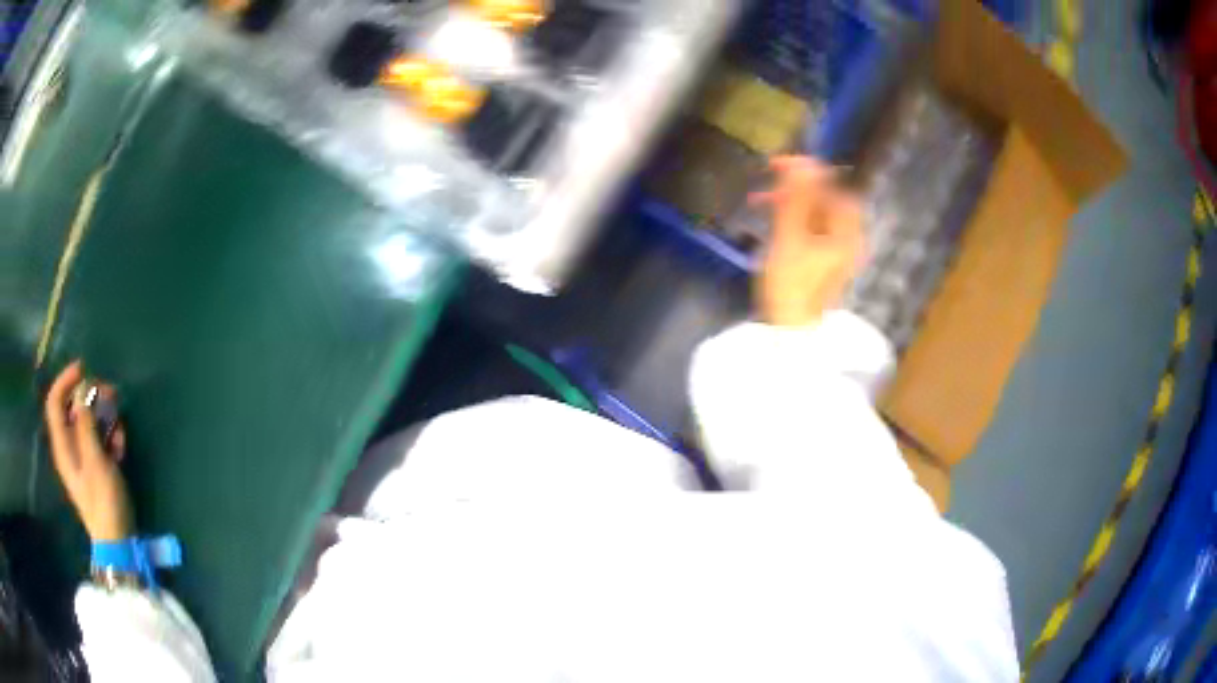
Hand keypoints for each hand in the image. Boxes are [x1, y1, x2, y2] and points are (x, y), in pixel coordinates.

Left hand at [44, 361, 132, 541]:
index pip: (55, 402)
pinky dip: (109, 436)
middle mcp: (68, 448)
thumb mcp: (95, 461)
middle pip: (72, 409)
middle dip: (90, 396)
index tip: (84, 369)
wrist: (118, 543)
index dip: (66, 381)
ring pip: (87, 423)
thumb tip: (82, 389)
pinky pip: (98, 441)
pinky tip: (121, 444)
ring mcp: (82, 459)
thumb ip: (86, 423)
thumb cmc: (103, 501)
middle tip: (111, 393)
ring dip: (103, 416)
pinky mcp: (96, 469)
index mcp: (62, 445)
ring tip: (119, 421)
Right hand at [750, 156, 865, 327]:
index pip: (835, 190)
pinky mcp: (821, 264)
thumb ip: (797, 199)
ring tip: (759, 200)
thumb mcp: (790, 238)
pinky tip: (770, 221)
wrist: (790, 337)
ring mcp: (835, 254)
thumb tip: (804, 162)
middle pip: (825, 202)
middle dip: (797, 188)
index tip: (781, 163)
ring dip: (789, 203)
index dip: (811, 171)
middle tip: (767, 178)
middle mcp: (847, 241)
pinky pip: (809, 231)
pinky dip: (791, 221)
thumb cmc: (792, 287)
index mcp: (847, 235)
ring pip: (814, 216)